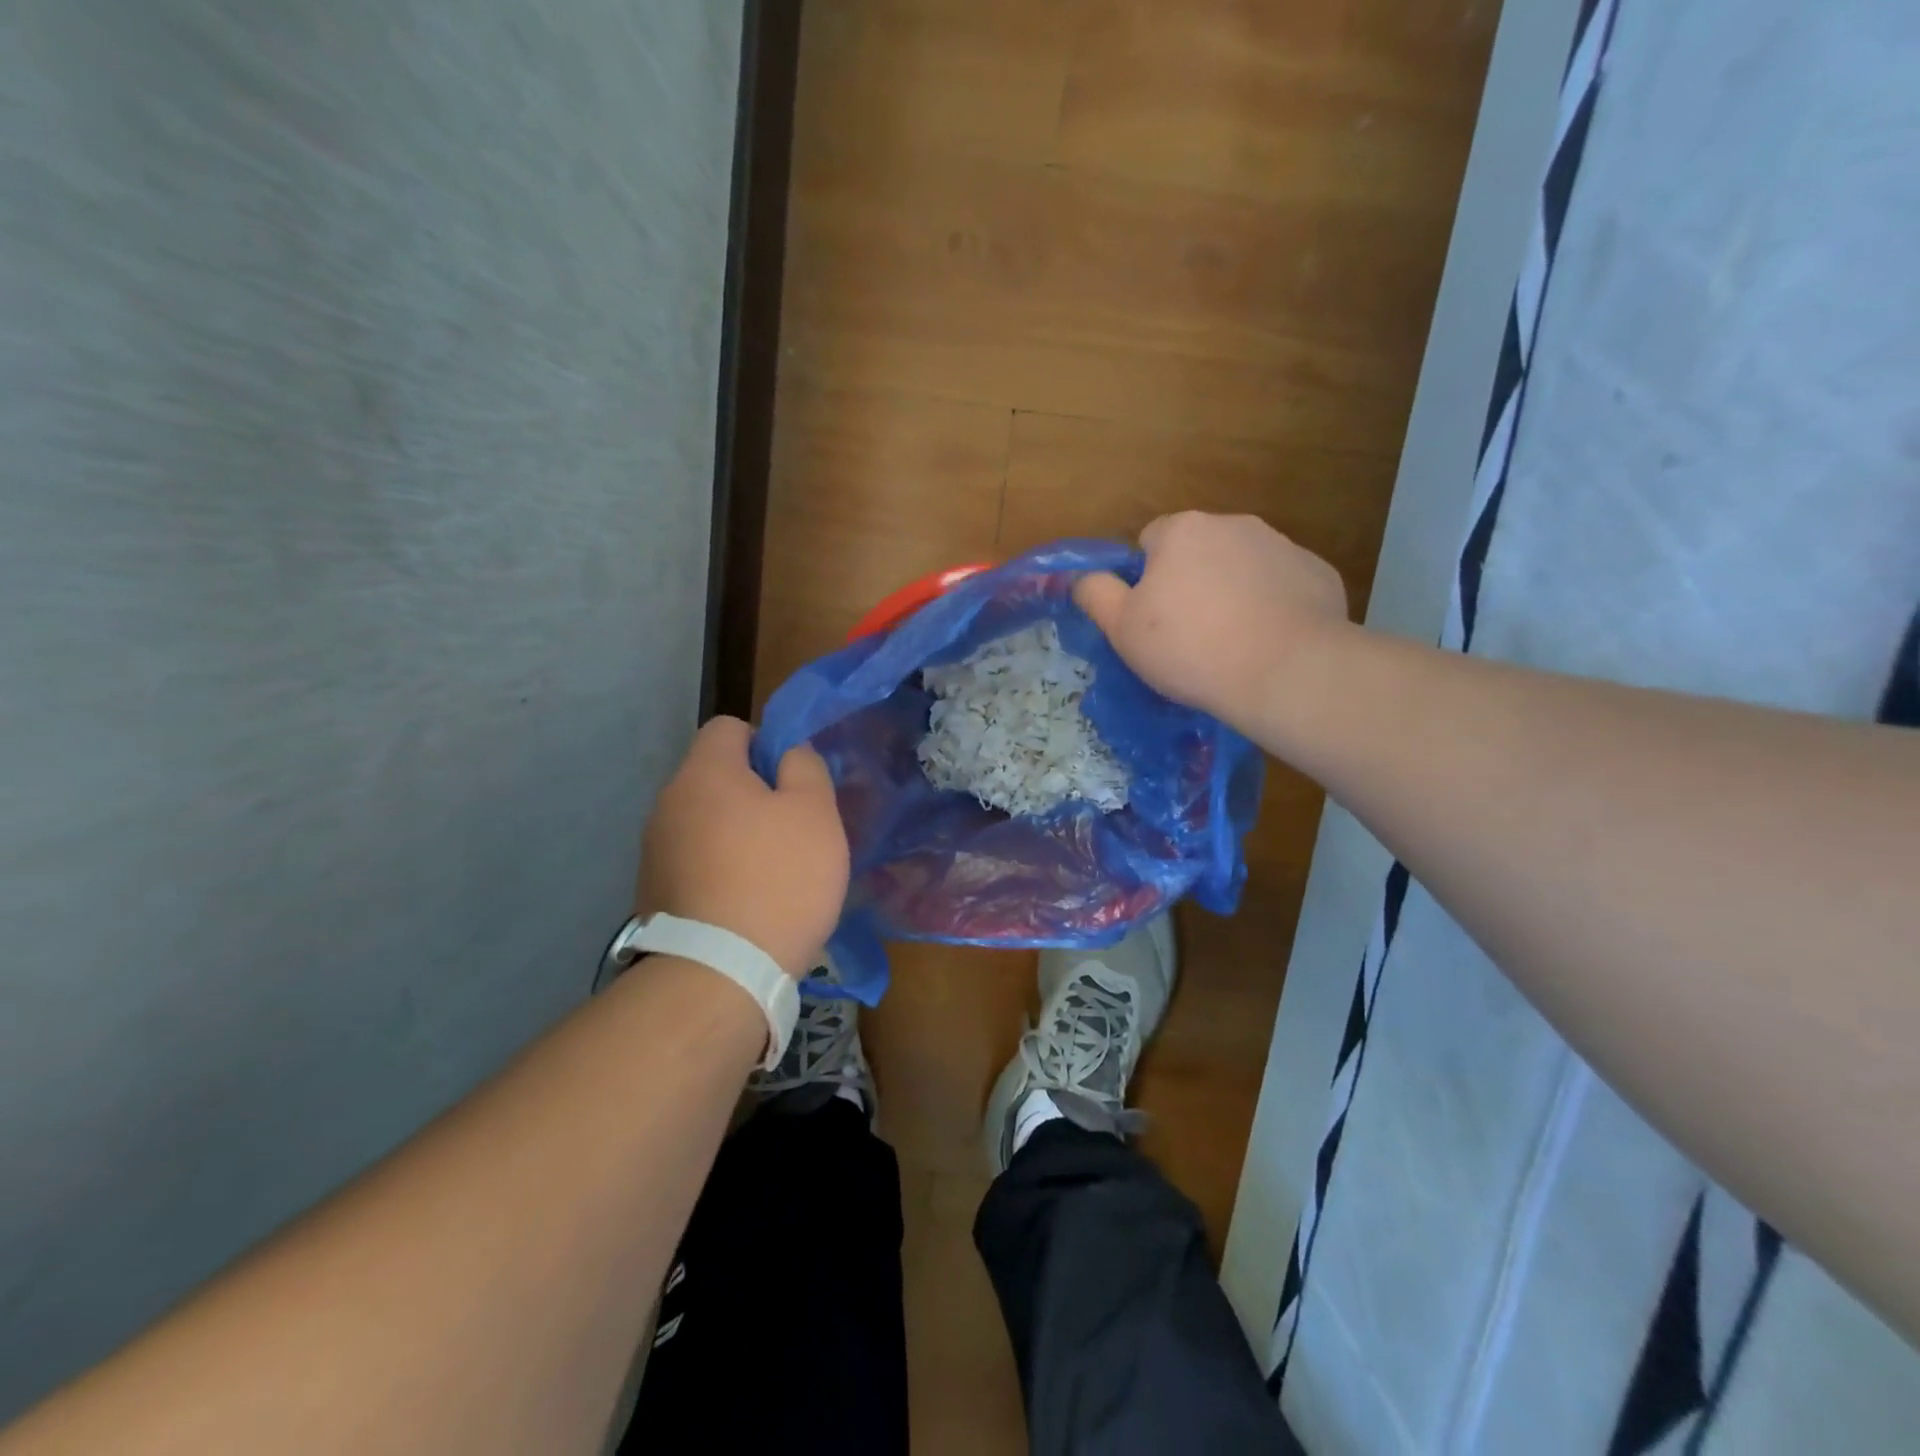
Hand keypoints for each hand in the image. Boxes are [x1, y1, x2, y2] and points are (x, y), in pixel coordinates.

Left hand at [639, 717, 849, 978]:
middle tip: (792, 830)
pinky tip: (745, 902)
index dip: (765, 742)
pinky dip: (718, 869)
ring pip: (705, 821)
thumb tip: (788, 754)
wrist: (720, 972)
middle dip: (754, 793)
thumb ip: (805, 767)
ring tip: (771, 872)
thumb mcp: (815, 813)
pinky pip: (694, 860)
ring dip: (736, 833)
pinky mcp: (652, 892)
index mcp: (705, 773)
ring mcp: (654, 850)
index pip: (728, 727)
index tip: (792, 782)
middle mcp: (668, 802)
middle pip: (715, 776)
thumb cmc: (778, 879)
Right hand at [1074, 512, 1349, 732]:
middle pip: (1198, 551)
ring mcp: (1282, 546)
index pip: (1150, 540)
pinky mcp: (1317, 573)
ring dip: (1232, 592)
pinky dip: (1272, 606)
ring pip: (1241, 567)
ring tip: (1232, 643)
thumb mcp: (1122, 628)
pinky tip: (1270, 642)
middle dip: (1191, 582)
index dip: (1146, 580)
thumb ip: (1096, 594)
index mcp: (1183, 530)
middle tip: (1190, 635)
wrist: (1285, 671)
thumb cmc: (1190, 648)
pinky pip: (1281, 586)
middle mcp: (1234, 524)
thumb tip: (1083, 577)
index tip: (1153, 619)